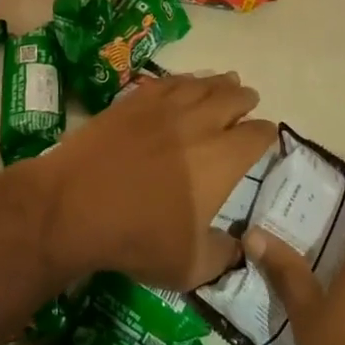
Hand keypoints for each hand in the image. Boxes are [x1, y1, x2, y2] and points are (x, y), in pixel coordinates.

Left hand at [20, 71, 275, 290]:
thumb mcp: (190, 265)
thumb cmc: (139, 237)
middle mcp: (199, 123)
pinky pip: (167, 81)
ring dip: (218, 82)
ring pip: (201, 84)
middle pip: (231, 98)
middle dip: (245, 99)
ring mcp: (164, 106)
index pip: (256, 135)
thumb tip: (238, 245)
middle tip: (249, 99)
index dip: (266, 134)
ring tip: (227, 80)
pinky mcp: (133, 100)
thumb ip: (223, 254)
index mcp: (221, 158)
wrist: (76, 203)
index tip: (267, 135)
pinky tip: (183, 82)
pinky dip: (183, 79)